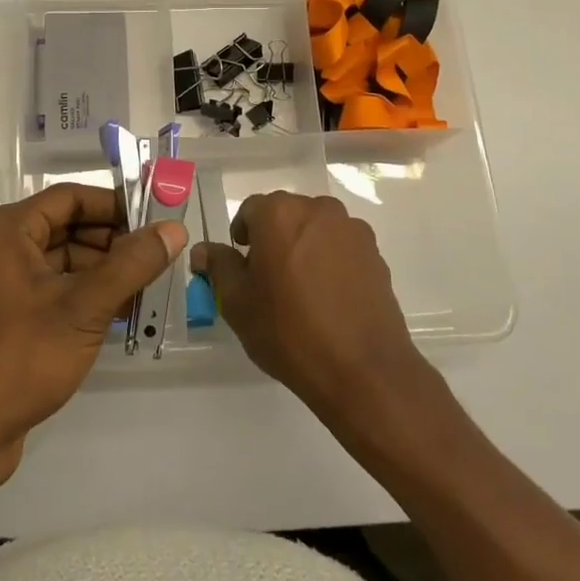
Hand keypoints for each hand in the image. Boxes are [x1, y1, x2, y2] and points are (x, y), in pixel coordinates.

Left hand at [0, 184, 185, 490]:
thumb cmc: (18, 359)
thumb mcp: (83, 308)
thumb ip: (132, 265)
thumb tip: (174, 229)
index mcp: (5, 230)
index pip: (70, 198)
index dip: (115, 205)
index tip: (157, 221)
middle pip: (66, 228)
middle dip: (113, 243)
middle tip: (159, 260)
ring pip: (60, 263)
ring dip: (102, 274)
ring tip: (147, 291)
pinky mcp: (1, 319)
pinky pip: (50, 292)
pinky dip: (83, 298)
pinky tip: (120, 316)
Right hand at [191, 192, 424, 415]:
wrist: (363, 370)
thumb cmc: (289, 331)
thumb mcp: (237, 303)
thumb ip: (219, 266)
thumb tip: (203, 250)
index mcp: (279, 214)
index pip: (250, 210)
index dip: (242, 236)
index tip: (242, 266)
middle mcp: (318, 210)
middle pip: (286, 215)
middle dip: (274, 238)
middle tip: (268, 279)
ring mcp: (352, 230)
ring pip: (316, 229)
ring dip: (304, 247)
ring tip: (301, 290)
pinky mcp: (376, 254)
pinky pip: (342, 247)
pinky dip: (331, 262)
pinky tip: (329, 298)